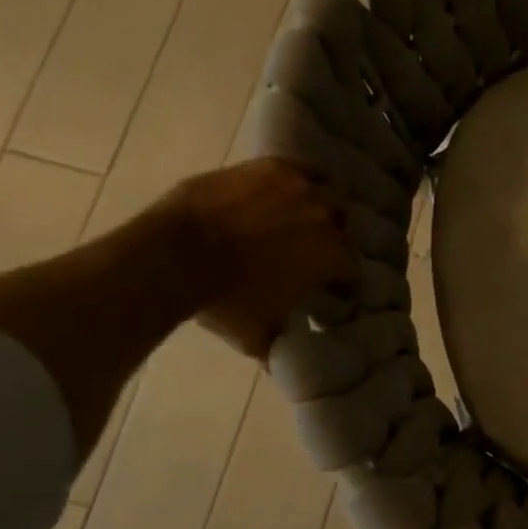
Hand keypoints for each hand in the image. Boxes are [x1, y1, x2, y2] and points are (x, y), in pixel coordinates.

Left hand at [165, 159, 356, 359]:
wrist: (175, 256)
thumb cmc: (223, 302)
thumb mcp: (257, 335)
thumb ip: (280, 344)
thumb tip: (284, 362)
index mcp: (332, 257)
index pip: (352, 271)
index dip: (342, 283)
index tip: (332, 291)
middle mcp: (327, 218)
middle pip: (343, 227)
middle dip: (332, 240)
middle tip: (311, 252)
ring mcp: (300, 187)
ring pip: (327, 194)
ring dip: (319, 207)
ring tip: (300, 217)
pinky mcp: (272, 166)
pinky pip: (302, 169)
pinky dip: (301, 180)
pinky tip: (287, 189)